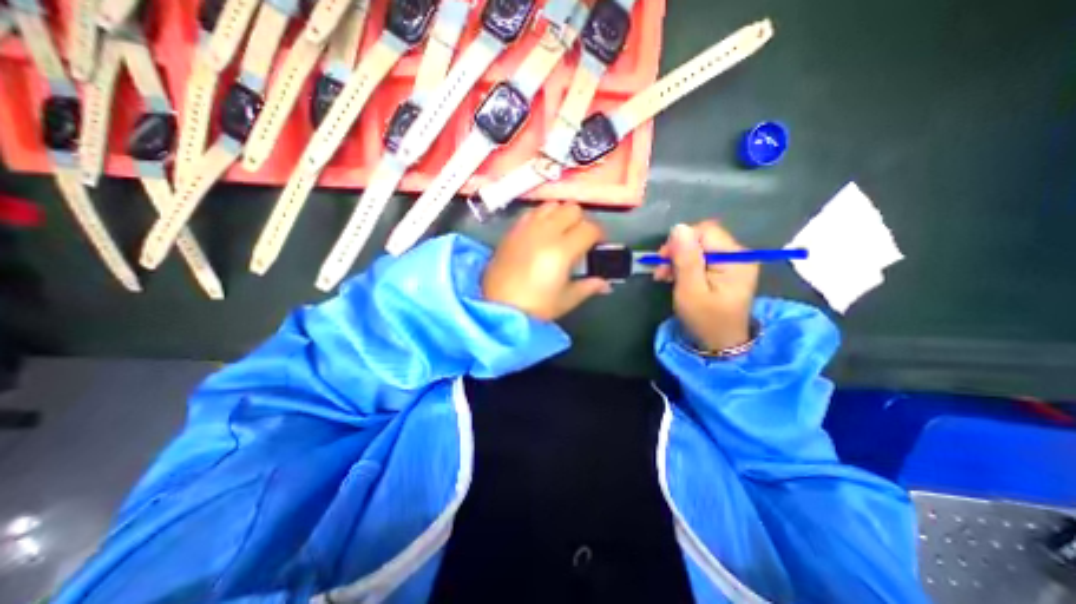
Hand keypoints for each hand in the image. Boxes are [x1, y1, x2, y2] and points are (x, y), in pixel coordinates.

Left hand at [484, 201, 609, 321]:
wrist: (497, 307)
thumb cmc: (535, 307)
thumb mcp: (566, 299)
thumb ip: (589, 287)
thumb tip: (606, 284)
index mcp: (562, 250)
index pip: (589, 229)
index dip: (599, 235)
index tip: (598, 245)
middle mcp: (545, 232)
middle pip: (572, 209)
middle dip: (581, 221)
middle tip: (579, 238)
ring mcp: (526, 228)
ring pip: (552, 205)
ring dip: (561, 215)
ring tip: (560, 232)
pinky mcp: (512, 230)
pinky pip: (532, 212)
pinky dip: (542, 216)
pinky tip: (540, 232)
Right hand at [652, 222, 758, 350]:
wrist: (720, 344)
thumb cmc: (705, 319)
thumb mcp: (690, 290)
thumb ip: (686, 258)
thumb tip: (679, 227)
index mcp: (735, 259)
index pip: (705, 231)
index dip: (680, 241)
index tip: (663, 260)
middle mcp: (739, 255)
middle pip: (702, 238)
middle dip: (677, 251)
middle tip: (661, 271)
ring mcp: (734, 263)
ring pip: (700, 248)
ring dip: (679, 259)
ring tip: (664, 276)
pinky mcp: (727, 270)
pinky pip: (703, 258)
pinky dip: (686, 265)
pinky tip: (675, 277)